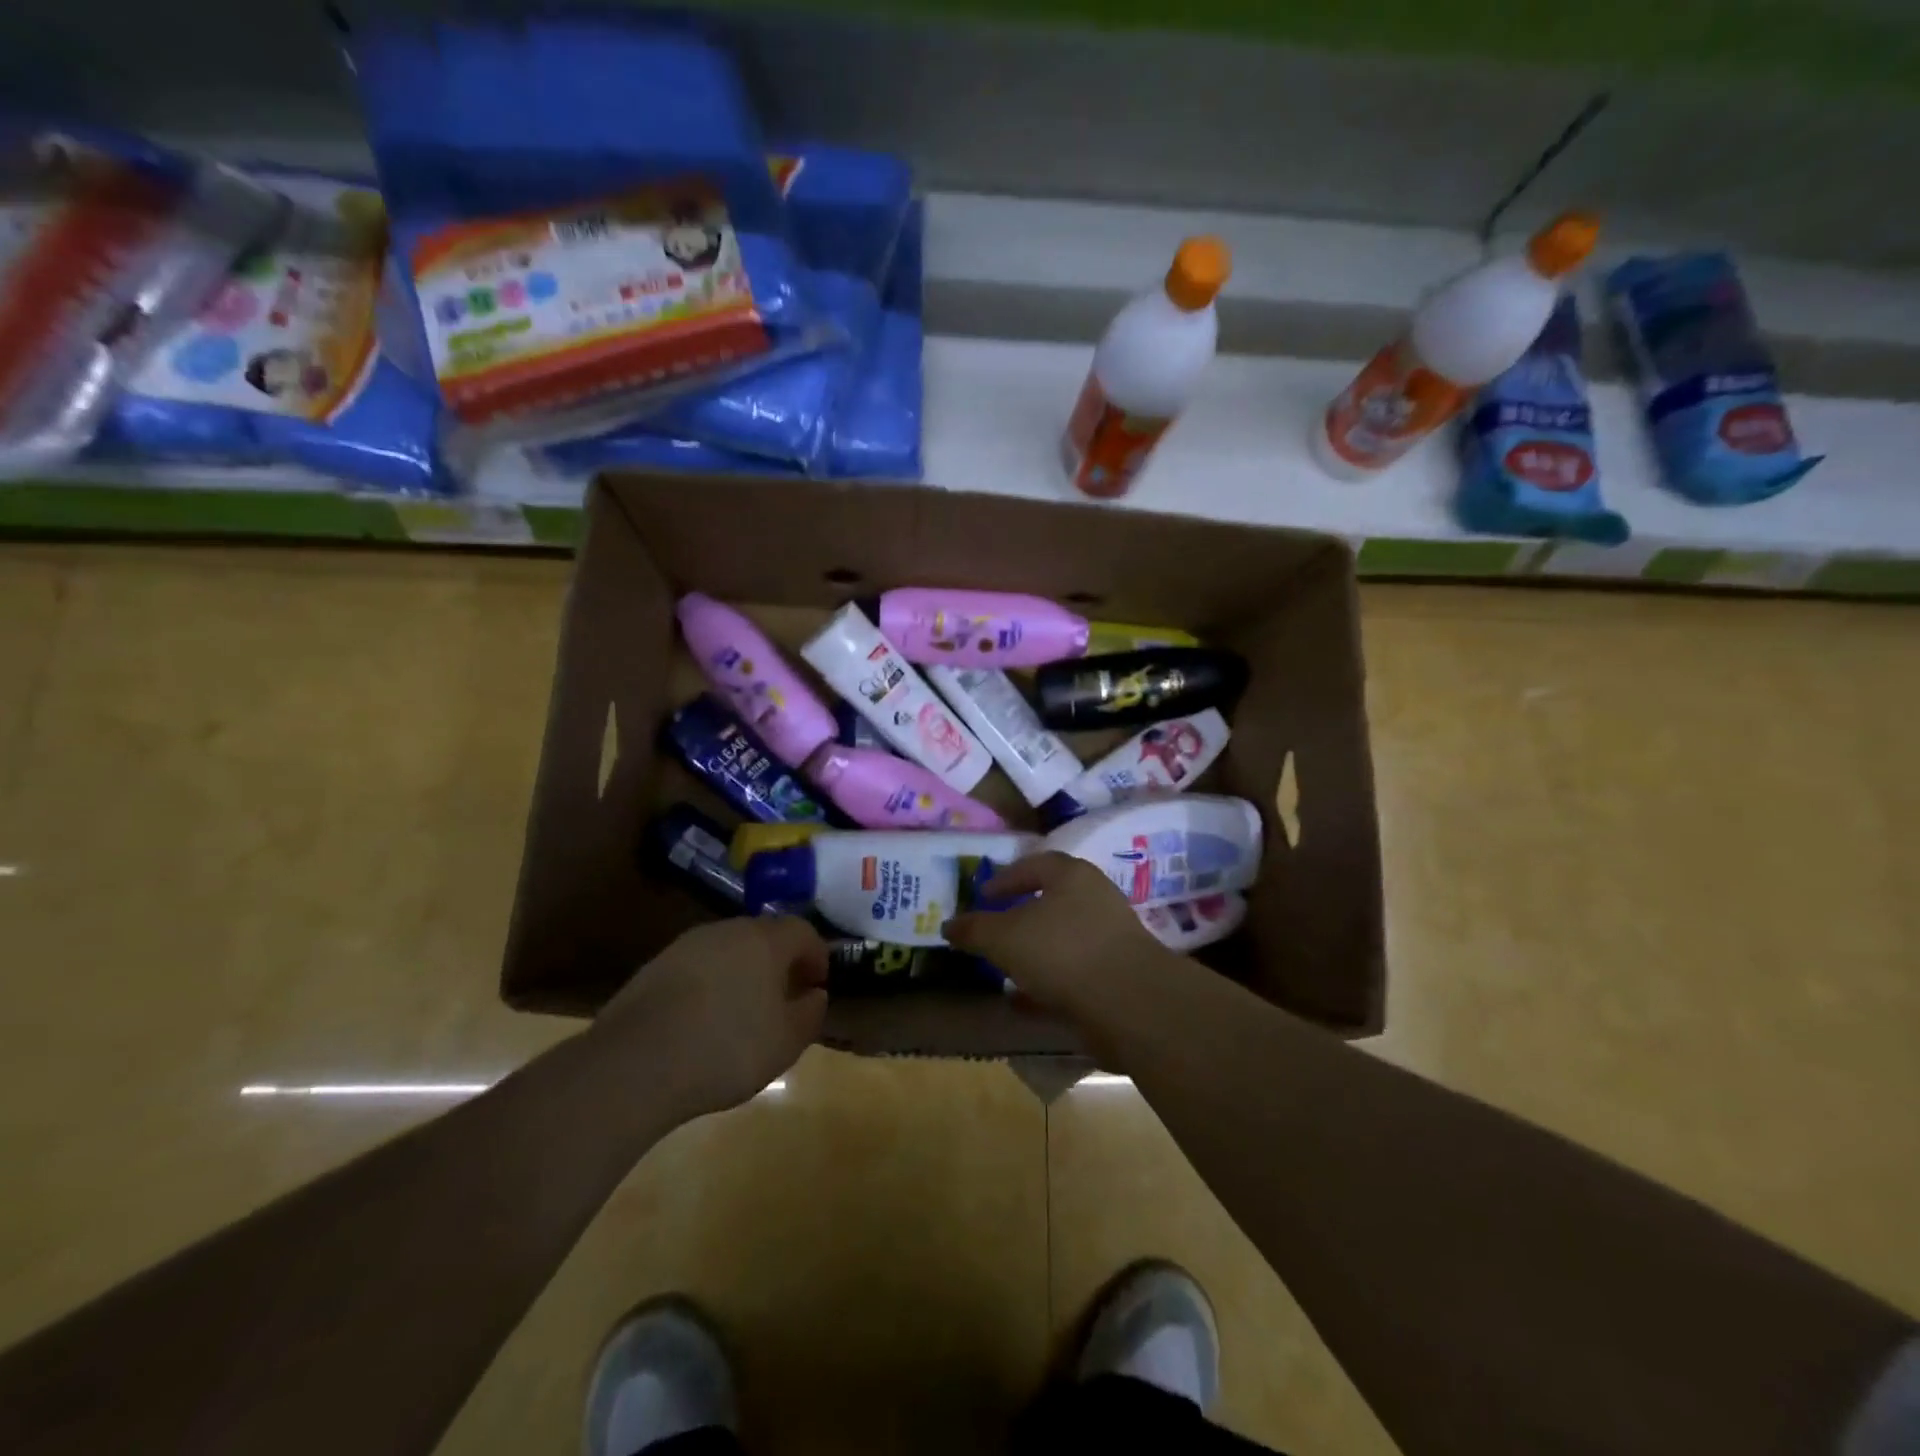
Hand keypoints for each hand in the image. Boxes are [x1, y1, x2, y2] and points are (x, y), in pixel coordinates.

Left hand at [598, 917, 828, 1118]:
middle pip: (765, 935)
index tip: (817, 985)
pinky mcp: (656, 965)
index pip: (803, 931)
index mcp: (766, 940)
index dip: (816, 956)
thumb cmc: (727, 1048)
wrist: (635, 1064)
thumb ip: (810, 1013)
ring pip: (729, 949)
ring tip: (743, 1010)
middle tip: (784, 996)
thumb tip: (814, 995)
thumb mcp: (786, 1042)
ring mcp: (688, 944)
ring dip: (743, 971)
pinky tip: (704, 1020)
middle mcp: (728, 930)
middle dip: (779, 961)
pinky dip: (710, 984)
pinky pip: (698, 967)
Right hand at [943, 852, 1170, 1025]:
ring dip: (1034, 951)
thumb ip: (974, 929)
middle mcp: (1095, 897)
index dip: (1004, 879)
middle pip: (1051, 900)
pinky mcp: (1117, 973)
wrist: (1129, 1002)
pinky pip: (1074, 971)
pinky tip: (1025, 1000)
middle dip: (1020, 915)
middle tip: (993, 930)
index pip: (1033, 865)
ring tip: (1005, 967)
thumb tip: (949, 925)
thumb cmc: (1061, 951)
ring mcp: (1110, 936)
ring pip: (1062, 938)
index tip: (981, 896)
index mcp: (1071, 874)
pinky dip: (1049, 981)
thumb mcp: (1004, 937)